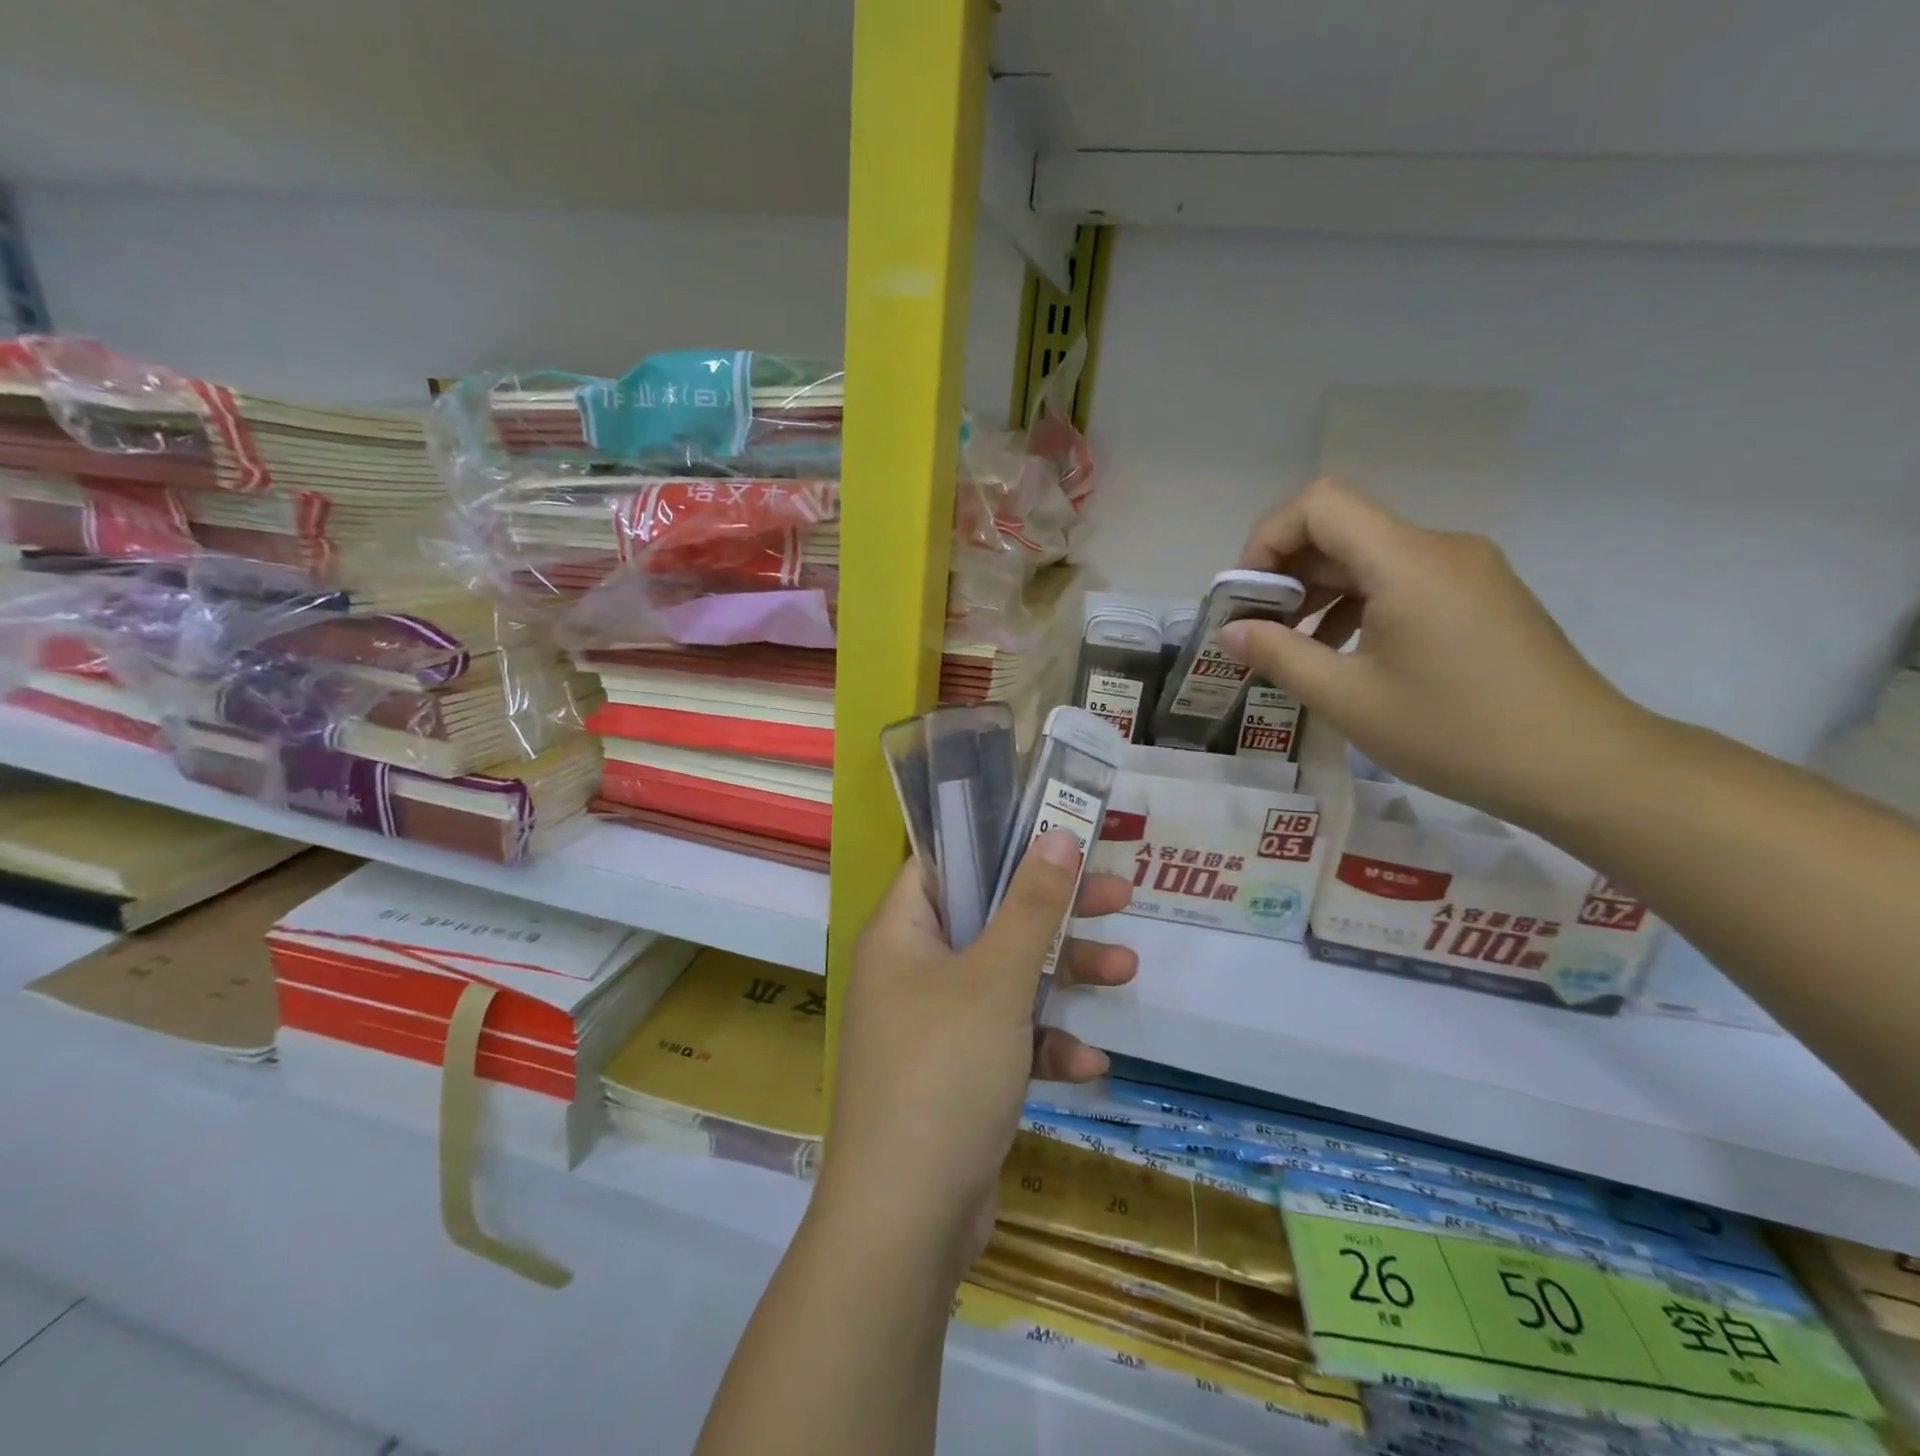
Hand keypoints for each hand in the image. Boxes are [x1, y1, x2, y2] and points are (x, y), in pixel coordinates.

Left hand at [819, 832, 1134, 1268]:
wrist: (907, 1222)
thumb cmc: (944, 1072)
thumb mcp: (996, 979)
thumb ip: (1031, 906)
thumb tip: (1057, 833)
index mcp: (901, 934)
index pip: (943, 864)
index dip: (996, 843)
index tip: (1054, 834)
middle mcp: (911, 972)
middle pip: (988, 919)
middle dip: (1054, 913)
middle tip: (1116, 896)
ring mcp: (933, 1026)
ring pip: (1006, 980)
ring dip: (1063, 978)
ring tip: (1127, 971)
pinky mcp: (957, 1075)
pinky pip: (1007, 1040)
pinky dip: (1044, 1046)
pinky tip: (1088, 1065)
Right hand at [1223, 478, 1648, 826]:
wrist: (1580, 764)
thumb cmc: (1454, 731)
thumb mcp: (1348, 699)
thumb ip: (1279, 655)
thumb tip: (1230, 632)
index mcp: (1406, 562)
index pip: (1319, 504)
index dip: (1268, 538)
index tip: (1249, 596)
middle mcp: (1439, 548)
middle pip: (1342, 529)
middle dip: (1287, 573)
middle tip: (1258, 630)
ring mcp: (1466, 570)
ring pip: (1370, 557)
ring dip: (1321, 592)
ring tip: (1295, 648)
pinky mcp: (1481, 595)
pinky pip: (1402, 580)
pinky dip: (1359, 604)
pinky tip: (1345, 652)